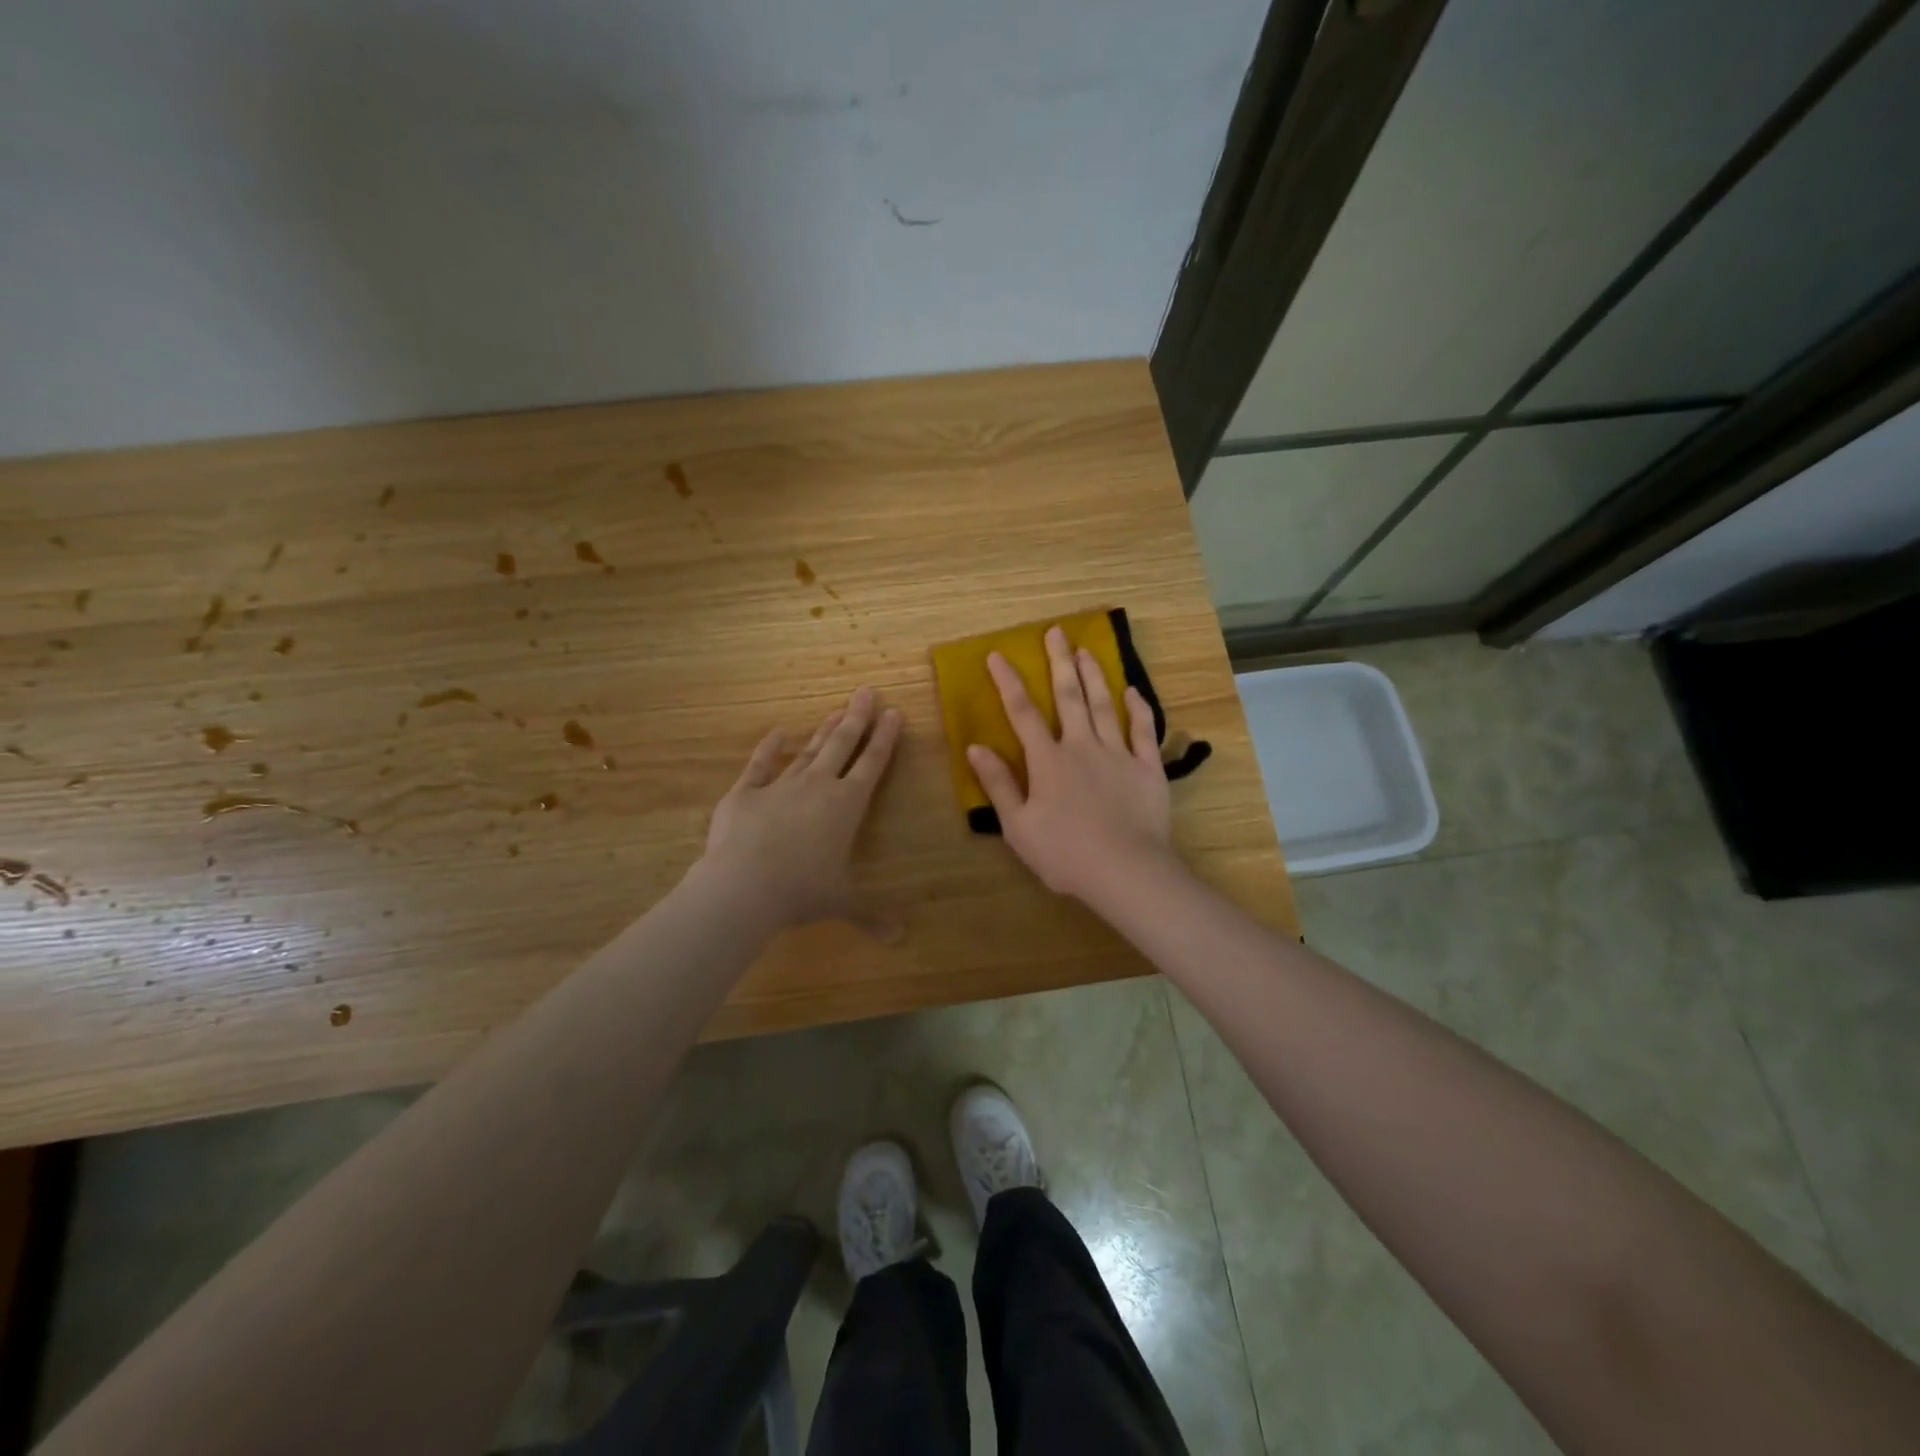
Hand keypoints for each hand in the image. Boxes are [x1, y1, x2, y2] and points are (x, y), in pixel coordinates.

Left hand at [698, 687, 903, 934]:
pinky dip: (769, 747)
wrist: (744, 886)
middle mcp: (818, 786)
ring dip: (824, 730)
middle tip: (866, 691)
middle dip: (857, 718)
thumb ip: (870, 916)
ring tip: (837, 709)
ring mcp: (780, 785)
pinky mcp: (746, 792)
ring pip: (808, 750)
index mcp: (846, 806)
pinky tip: (777, 731)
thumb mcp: (841, 903)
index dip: (885, 739)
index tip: (894, 714)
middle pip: (842, 744)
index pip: (872, 764)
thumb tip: (899, 940)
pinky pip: (760, 764)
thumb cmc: (802, 892)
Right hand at [967, 626, 1175, 906]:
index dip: (1009, 682)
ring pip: (1104, 705)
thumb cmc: (1064, 853)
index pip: (1023, 712)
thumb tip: (975, 748)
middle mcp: (1082, 746)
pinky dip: (1138, 708)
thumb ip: (999, 784)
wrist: (1125, 870)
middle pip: (1069, 696)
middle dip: (1059, 662)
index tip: (998, 655)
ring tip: (1087, 650)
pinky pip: (1143, 730)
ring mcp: (1118, 754)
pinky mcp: (1147, 768)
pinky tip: (1133, 691)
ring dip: (1094, 675)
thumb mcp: (1018, 826)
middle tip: (1056, 632)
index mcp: (1047, 760)